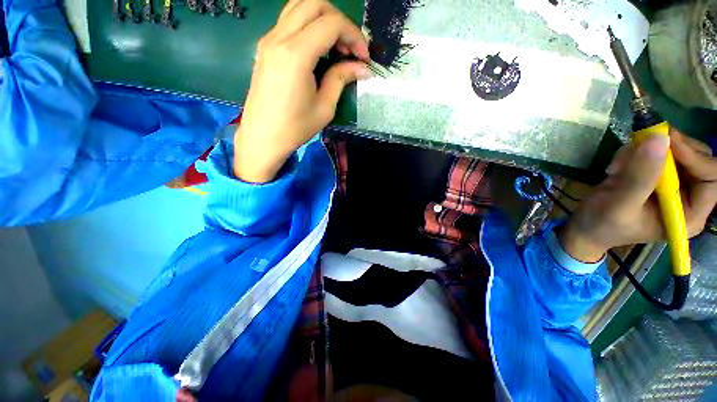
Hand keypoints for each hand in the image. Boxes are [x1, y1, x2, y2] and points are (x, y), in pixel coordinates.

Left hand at [234, 0, 370, 182]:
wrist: (263, 137)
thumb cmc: (295, 128)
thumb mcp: (324, 107)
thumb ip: (342, 79)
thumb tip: (362, 67)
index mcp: (296, 54)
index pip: (332, 23)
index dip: (354, 36)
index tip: (364, 58)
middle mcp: (280, 38)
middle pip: (315, 3)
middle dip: (340, 21)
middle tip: (350, 48)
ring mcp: (269, 39)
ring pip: (299, 7)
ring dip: (323, 19)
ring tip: (336, 47)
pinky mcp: (265, 47)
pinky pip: (289, 21)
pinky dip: (309, 27)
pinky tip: (318, 49)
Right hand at [559, 129, 716, 262]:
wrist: (585, 227)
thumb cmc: (602, 224)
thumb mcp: (619, 204)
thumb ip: (640, 176)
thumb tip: (659, 138)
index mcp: (688, 214)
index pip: (710, 177)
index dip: (695, 157)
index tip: (666, 141)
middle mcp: (688, 197)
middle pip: (698, 159)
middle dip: (671, 149)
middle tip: (643, 142)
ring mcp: (672, 185)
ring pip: (676, 151)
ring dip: (647, 151)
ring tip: (619, 166)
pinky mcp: (656, 177)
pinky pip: (655, 153)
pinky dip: (635, 153)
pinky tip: (617, 168)